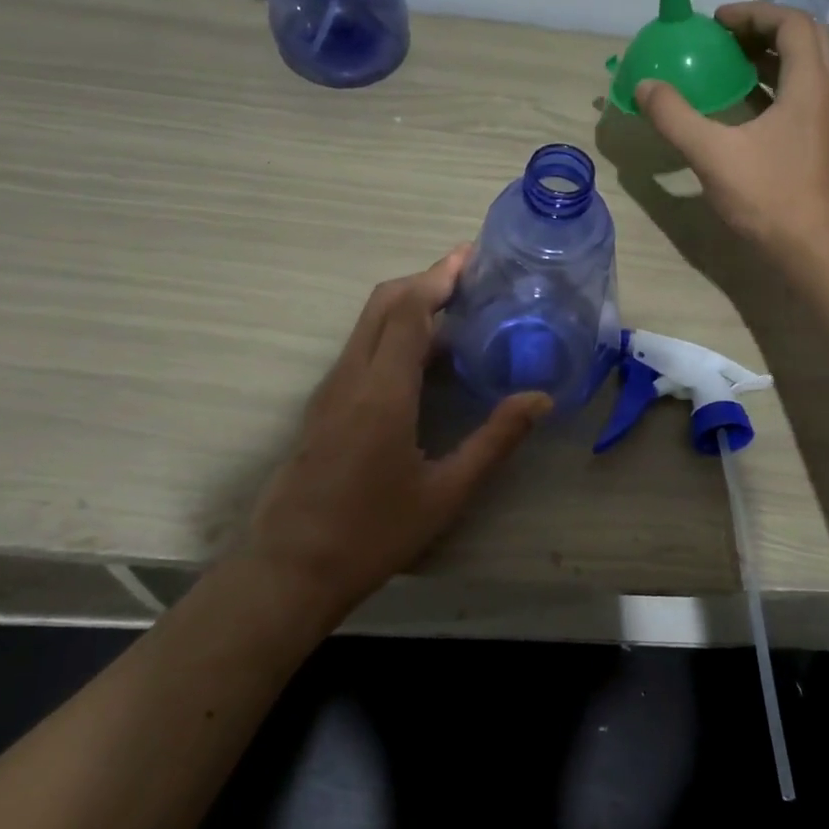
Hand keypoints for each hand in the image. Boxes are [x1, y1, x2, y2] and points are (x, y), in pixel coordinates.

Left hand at [245, 247, 550, 624]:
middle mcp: (351, 377)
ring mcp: (330, 389)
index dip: (440, 276)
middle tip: (470, 276)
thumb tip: (540, 399)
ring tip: (456, 309)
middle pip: (383, 303)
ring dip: (409, 304)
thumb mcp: (446, 492)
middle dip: (426, 279)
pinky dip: (393, 330)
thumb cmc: (372, 533)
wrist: (289, 570)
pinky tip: (423, 356)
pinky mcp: (322, 405)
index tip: (472, 257)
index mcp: (383, 391)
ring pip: (368, 323)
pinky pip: (361, 347)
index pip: (409, 309)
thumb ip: (495, 440)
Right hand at [635, 1, 828, 260]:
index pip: (792, 23)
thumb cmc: (768, 197)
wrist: (812, 249)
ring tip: (729, 64)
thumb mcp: (712, 155)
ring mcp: (828, 118)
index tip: (716, 22)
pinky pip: (801, 94)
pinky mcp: (821, 141)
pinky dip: (774, 85)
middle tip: (725, 38)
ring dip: (770, 56)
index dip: (753, 13)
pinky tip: (742, 105)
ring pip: (805, 67)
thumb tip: (645, 87)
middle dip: (764, 29)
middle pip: (804, 38)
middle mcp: (826, 93)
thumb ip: (675, 117)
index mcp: (809, 85)